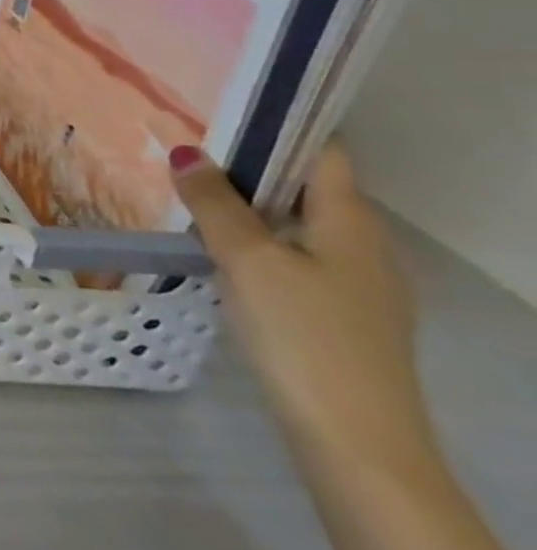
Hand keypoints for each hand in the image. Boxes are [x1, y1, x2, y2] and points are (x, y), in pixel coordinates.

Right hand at [172, 140, 437, 472]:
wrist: (355, 442)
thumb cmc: (304, 335)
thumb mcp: (247, 259)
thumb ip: (214, 203)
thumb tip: (186, 151)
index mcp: (351, 224)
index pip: (323, 152)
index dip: (280, 125)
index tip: (223, 107)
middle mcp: (363, 247)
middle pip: (306, 187)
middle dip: (250, 164)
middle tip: (188, 146)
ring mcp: (356, 286)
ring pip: (296, 224)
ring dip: (248, 205)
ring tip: (190, 192)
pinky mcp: (338, 316)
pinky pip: (293, 257)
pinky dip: (256, 241)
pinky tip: (215, 250)